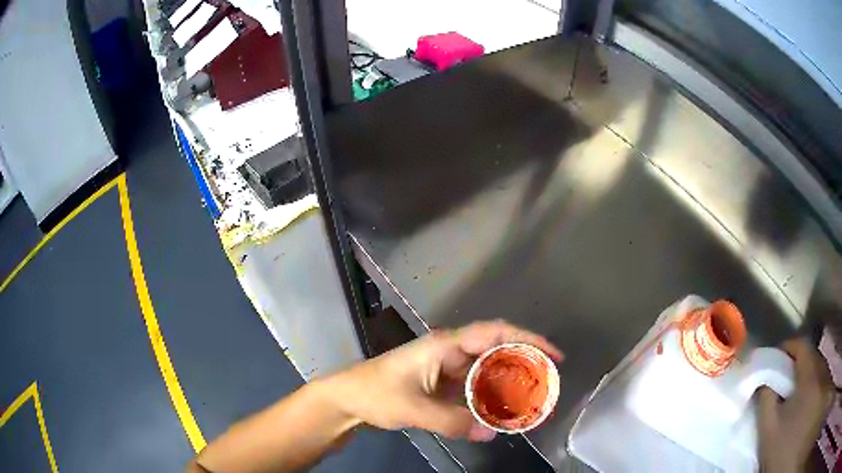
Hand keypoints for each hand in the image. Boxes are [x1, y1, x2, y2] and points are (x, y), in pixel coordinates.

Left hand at [325, 320, 562, 441]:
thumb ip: (452, 422)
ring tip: (534, 399)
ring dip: (511, 382)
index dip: (528, 339)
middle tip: (549, 385)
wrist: (348, 398)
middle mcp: (451, 351)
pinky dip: (493, 395)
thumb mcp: (413, 409)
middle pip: (498, 350)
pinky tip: (504, 409)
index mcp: (446, 346)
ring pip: (489, 369)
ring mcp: (448, 367)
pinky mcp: (444, 382)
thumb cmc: (376, 393)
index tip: (554, 355)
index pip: (495, 333)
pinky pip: (476, 386)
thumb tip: (492, 433)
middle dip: (526, 364)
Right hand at [757, 338, 834, 471]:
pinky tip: (809, 406)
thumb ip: (767, 400)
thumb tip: (765, 377)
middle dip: (800, 366)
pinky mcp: (826, 389)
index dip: (788, 347)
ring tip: (799, 399)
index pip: (802, 345)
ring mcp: (828, 380)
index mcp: (811, 377)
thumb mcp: (769, 432)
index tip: (776, 357)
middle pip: (813, 356)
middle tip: (786, 383)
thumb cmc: (782, 451)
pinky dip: (817, 386)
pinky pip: (824, 379)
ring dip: (810, 378)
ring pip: (821, 368)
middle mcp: (824, 371)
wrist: (790, 462)